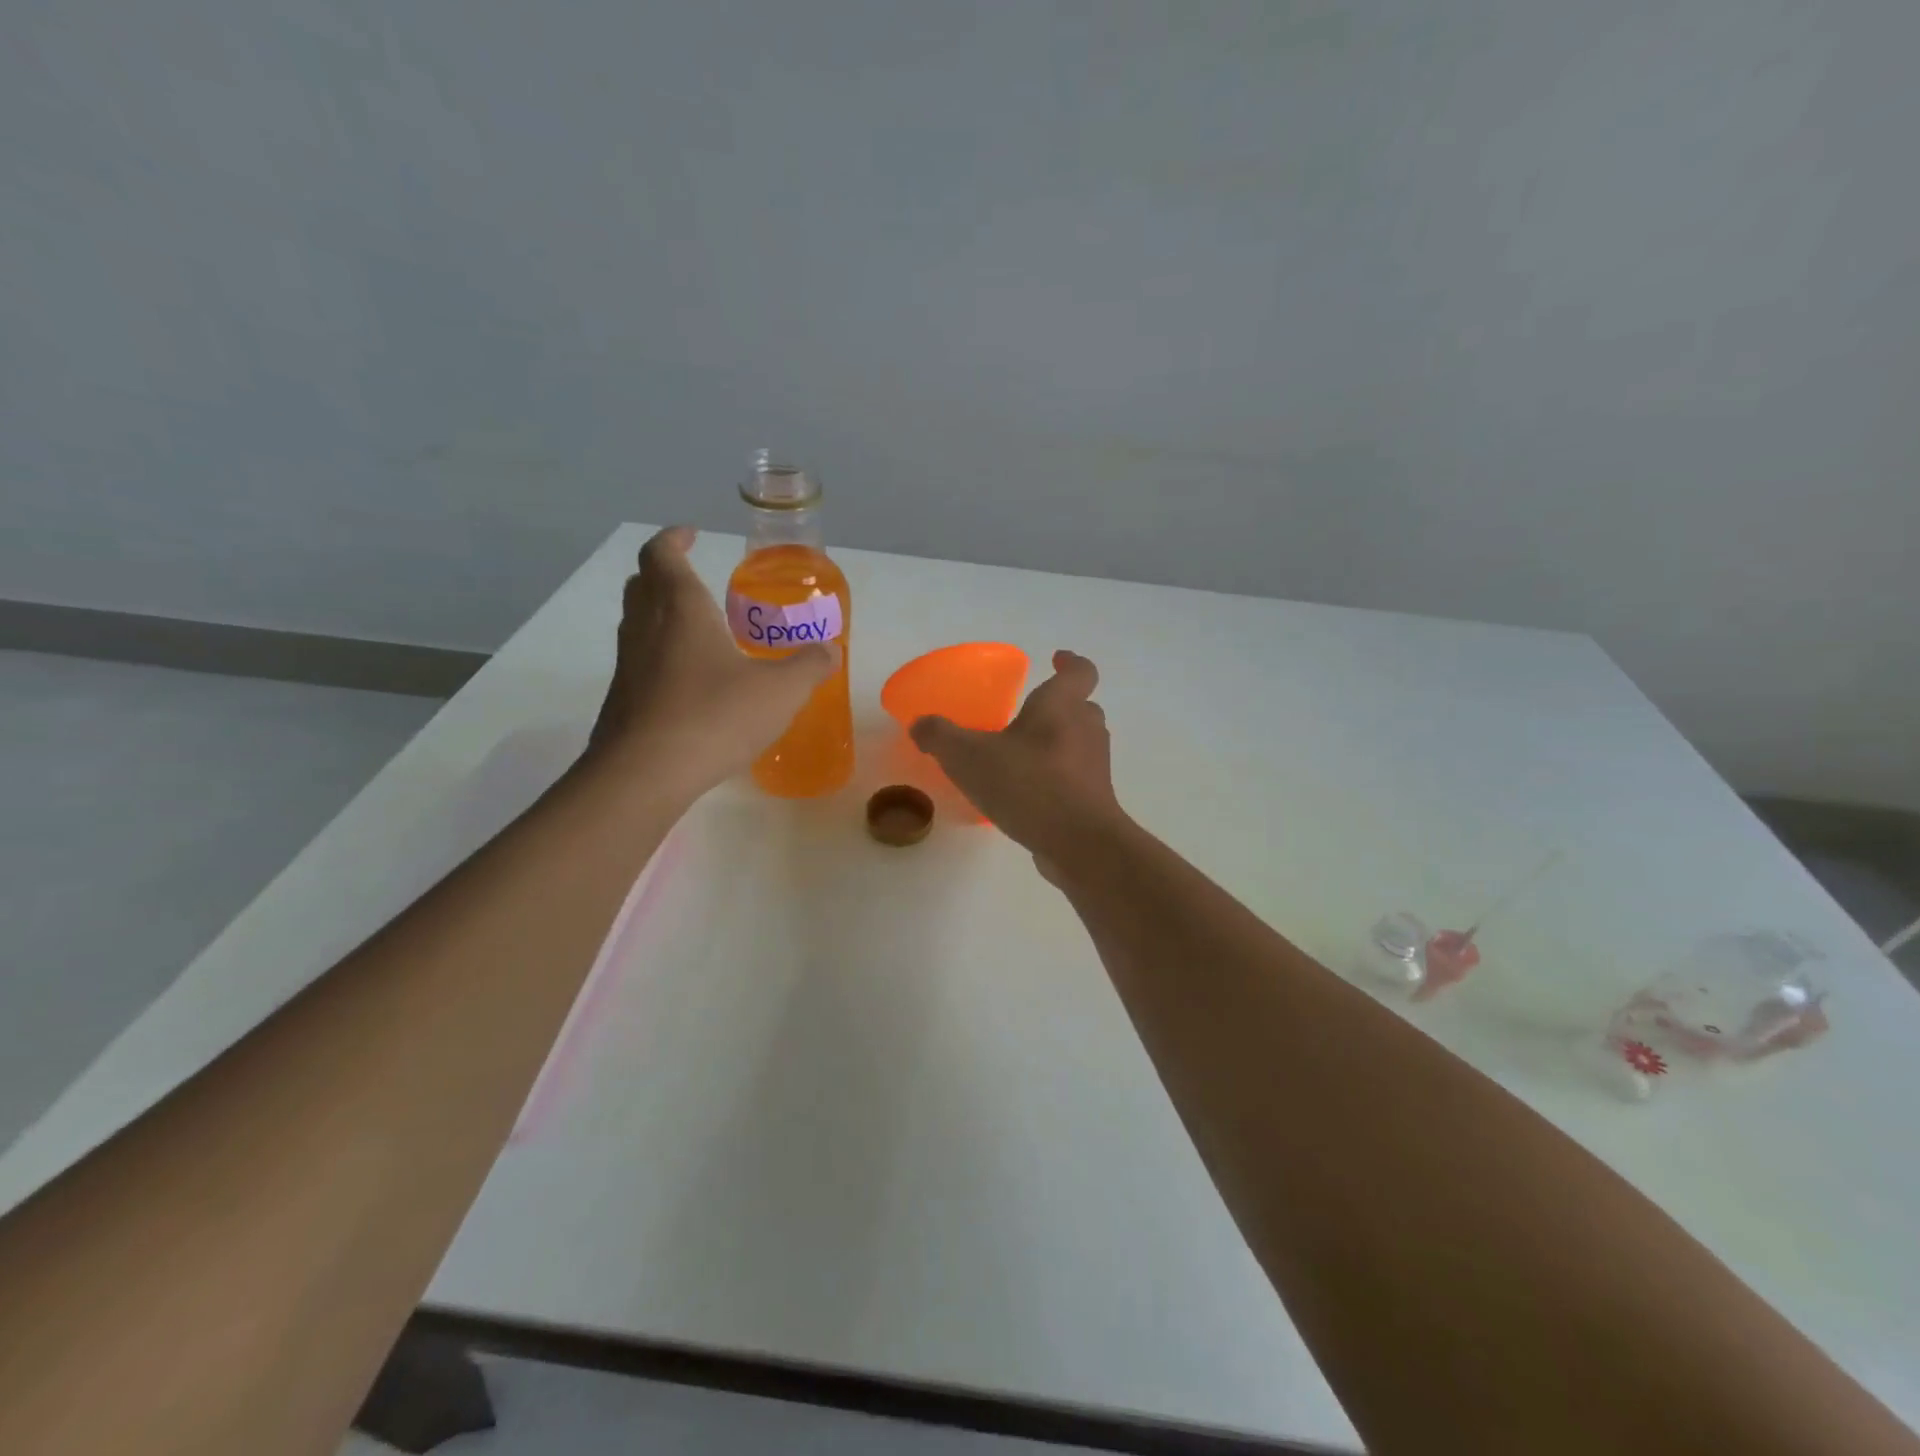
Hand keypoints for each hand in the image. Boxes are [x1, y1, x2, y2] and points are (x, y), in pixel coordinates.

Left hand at [589, 527, 836, 798]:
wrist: (646, 774)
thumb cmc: (715, 716)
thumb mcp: (780, 691)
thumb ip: (808, 666)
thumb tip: (830, 650)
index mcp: (680, 608)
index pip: (662, 554)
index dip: (674, 538)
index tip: (692, 534)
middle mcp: (646, 627)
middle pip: (643, 584)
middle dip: (665, 573)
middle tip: (696, 580)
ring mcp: (628, 665)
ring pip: (637, 623)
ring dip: (661, 616)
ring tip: (700, 632)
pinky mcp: (622, 701)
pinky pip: (641, 663)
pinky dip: (661, 657)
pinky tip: (692, 685)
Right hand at [910, 650, 1126, 872]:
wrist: (1078, 843)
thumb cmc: (1027, 784)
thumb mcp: (968, 756)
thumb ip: (940, 736)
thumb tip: (920, 725)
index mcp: (1061, 706)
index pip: (1080, 671)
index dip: (1070, 662)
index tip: (1056, 658)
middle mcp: (1086, 729)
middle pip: (1081, 707)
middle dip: (1058, 707)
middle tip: (1028, 714)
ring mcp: (1095, 767)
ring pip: (1079, 743)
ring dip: (1057, 744)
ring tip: (1022, 756)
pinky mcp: (1095, 800)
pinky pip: (1075, 778)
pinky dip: (1056, 778)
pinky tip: (1027, 794)